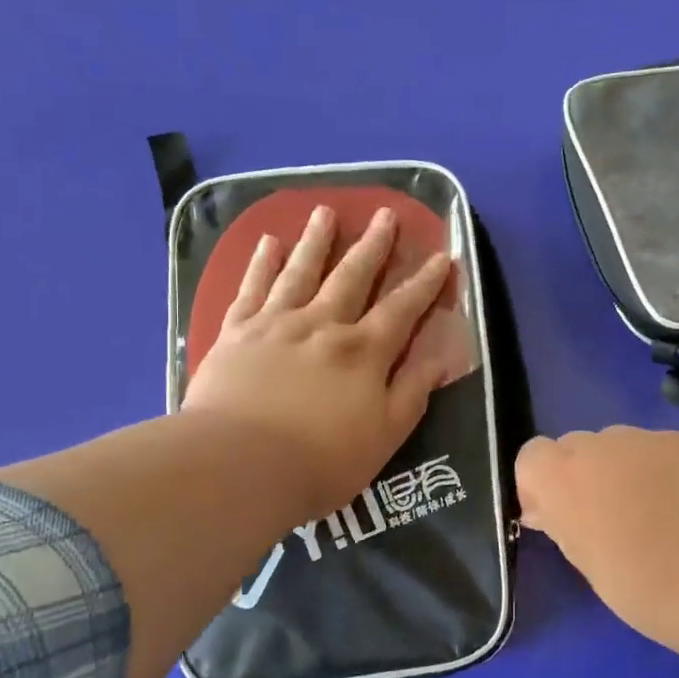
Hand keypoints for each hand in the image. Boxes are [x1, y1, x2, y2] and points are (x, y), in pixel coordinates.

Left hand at [182, 204, 459, 525]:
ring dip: (316, 241)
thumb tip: (440, 355)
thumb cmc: (321, 461)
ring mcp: (276, 323)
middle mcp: (323, 325)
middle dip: (373, 245)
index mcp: (364, 352)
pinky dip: (261, 263)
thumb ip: (412, 390)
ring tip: (325, 212)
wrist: (238, 466)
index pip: (403, 308)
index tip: (442, 255)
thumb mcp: (385, 434)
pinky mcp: (236, 333)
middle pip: (352, 276)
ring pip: (301, 271)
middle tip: (385, 213)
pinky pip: (252, 288)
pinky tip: (268, 242)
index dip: (425, 282)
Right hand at [516, 427, 678, 656]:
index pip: (531, 457)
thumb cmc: (651, 588)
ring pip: (623, 446)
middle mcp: (602, 445)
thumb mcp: (591, 566)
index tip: (561, 518)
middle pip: (577, 447)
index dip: (542, 484)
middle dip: (586, 475)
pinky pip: (664, 450)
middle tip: (611, 519)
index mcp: (565, 477)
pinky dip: (667, 471)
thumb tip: (547, 509)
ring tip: (659, 514)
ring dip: (626, 470)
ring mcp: (651, 438)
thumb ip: (564, 525)